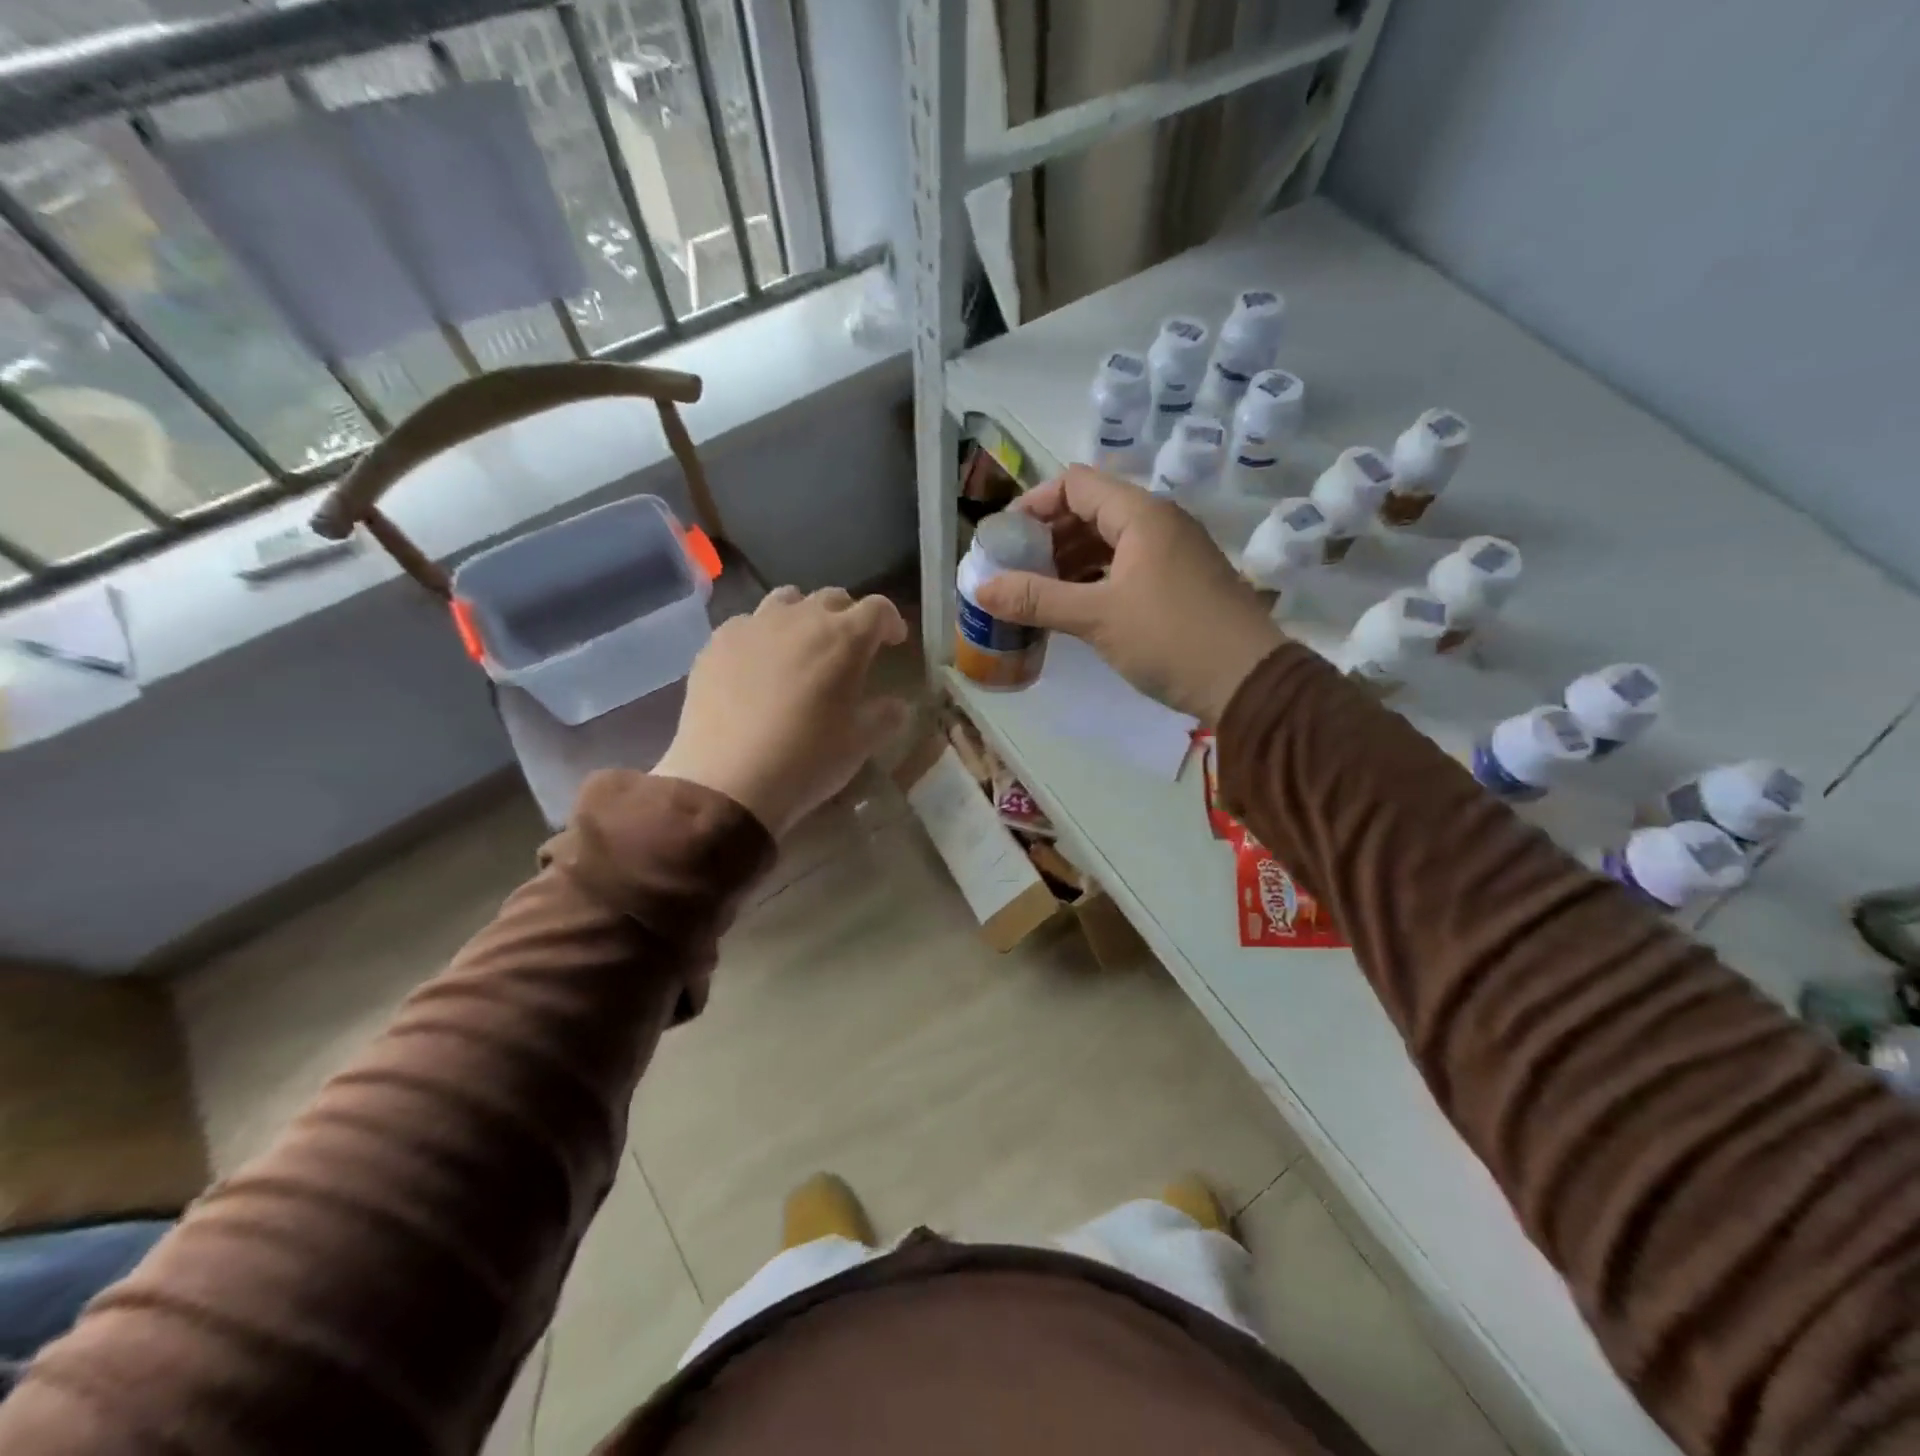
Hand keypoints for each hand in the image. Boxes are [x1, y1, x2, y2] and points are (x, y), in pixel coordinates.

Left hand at [652, 586, 908, 836]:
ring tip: (802, 646)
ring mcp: (753, 626)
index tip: (893, 642)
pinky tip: (758, 665)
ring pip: (786, 601)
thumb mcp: (861, 743)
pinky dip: (762, 636)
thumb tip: (895, 705)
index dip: (890, 622)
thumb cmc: (807, 760)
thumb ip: (886, 716)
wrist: (728, 782)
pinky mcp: (717, 643)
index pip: (877, 609)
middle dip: (848, 617)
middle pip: (832, 599)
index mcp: (844, 639)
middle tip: (850, 647)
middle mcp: (800, 619)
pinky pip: (747, 624)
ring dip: (803, 616)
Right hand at [973, 467, 1284, 722]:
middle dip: (1048, 536)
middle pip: (1091, 510)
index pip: (1075, 484)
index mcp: (1141, 514)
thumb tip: (981, 588)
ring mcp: (1173, 553)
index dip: (1033, 505)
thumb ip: (1037, 599)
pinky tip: (1075, 607)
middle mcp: (1159, 522)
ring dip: (1070, 560)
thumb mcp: (1097, 618)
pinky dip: (1095, 579)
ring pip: (1109, 541)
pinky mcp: (1180, 582)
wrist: (1249, 682)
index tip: (1005, 540)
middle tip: (1016, 570)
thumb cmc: (1171, 639)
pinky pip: (1126, 566)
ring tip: (1038, 592)